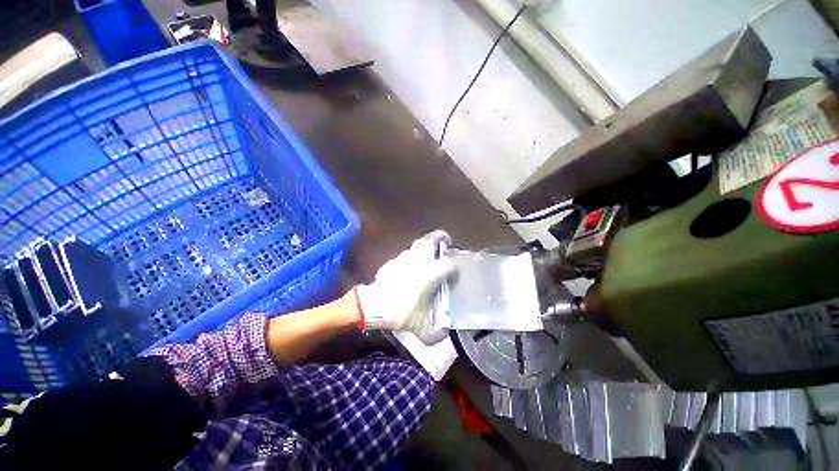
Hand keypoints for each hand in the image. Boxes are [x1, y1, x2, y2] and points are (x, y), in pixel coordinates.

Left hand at [356, 230, 455, 343]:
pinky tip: (409, 266)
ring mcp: (405, 258)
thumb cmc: (402, 311)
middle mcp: (420, 261)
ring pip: (418, 244)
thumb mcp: (421, 327)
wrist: (375, 305)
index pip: (450, 264)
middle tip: (446, 240)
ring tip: (428, 253)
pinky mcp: (394, 261)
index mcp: (432, 273)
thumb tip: (442, 335)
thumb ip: (435, 334)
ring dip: (425, 246)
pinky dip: (411, 257)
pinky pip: (406, 255)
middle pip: (432, 239)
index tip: (455, 273)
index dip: (455, 267)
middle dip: (441, 237)